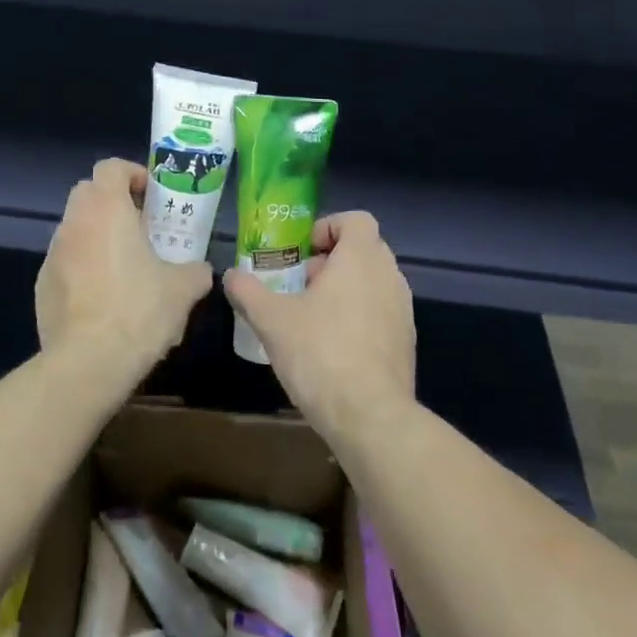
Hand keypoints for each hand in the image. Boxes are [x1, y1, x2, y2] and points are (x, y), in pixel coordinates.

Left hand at [37, 159, 212, 374]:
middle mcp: (75, 223)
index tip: (151, 196)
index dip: (133, 174)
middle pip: (88, 192)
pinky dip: (82, 267)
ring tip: (124, 267)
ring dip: (97, 236)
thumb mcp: (183, 289)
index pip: (111, 166)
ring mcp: (53, 254)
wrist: (88, 362)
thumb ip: (195, 270)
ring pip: (75, 228)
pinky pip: (65, 262)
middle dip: (112, 202)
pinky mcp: (42, 285)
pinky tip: (103, 298)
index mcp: (107, 210)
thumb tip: (199, 270)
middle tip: (139, 227)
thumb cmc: (139, 312)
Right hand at [224, 211, 414, 437]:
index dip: (326, 228)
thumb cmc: (320, 354)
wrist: (371, 416)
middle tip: (298, 285)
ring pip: (372, 282)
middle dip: (329, 261)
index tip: (301, 253)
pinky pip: (379, 312)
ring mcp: (403, 310)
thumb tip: (231, 275)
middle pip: (362, 250)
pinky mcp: (405, 341)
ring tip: (310, 318)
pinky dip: (357, 316)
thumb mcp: (271, 320)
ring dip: (343, 289)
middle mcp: (389, 276)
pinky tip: (330, 347)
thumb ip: (248, 291)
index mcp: (361, 259)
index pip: (355, 220)